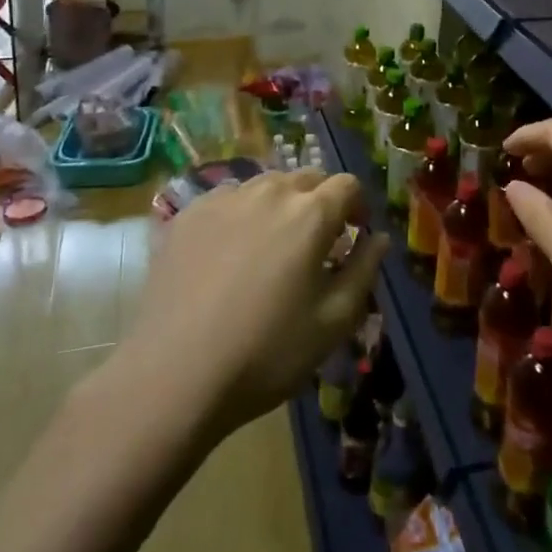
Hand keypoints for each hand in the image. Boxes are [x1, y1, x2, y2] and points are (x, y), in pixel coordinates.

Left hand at [128, 169, 388, 439]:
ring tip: (271, 245)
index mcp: (310, 213)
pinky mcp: (188, 214)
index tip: (354, 234)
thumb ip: (364, 270)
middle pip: (307, 178)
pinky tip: (229, 253)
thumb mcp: (333, 322)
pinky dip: (241, 214)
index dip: (358, 206)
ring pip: (266, 185)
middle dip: (320, 201)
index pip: (347, 184)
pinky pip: (228, 199)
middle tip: (316, 242)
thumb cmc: (266, 352)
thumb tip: (377, 237)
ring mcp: (224, 198)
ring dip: (280, 204)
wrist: (174, 374)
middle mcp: (269, 191)